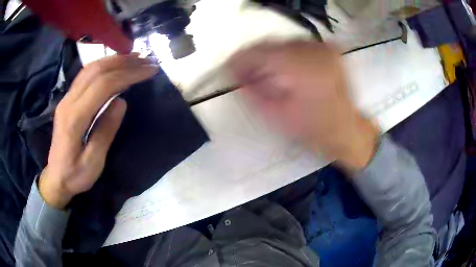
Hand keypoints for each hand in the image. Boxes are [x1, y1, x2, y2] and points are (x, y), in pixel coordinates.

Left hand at [39, 54, 158, 208]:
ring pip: (91, 68)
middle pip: (97, 70)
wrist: (55, 177)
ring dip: (114, 60)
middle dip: (124, 62)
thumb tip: (121, 102)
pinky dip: (104, 65)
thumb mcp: (93, 163)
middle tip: (146, 60)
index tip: (149, 71)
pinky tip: (115, 65)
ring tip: (135, 58)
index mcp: (75, 118)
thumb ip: (105, 132)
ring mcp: (66, 98)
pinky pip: (86, 74)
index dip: (128, 74)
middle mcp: (69, 101)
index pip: (103, 85)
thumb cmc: (75, 175)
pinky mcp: (68, 99)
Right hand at [228, 41, 379, 170]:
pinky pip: (298, 44)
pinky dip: (286, 53)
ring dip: (270, 55)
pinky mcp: (329, 50)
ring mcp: (323, 48)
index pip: (261, 52)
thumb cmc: (313, 129)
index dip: (241, 58)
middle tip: (245, 71)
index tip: (229, 67)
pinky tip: (284, 67)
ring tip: (265, 71)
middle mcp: (314, 52)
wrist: (346, 129)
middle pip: (272, 44)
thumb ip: (252, 93)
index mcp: (301, 69)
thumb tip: (235, 74)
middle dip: (255, 57)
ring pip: (284, 42)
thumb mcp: (277, 117)